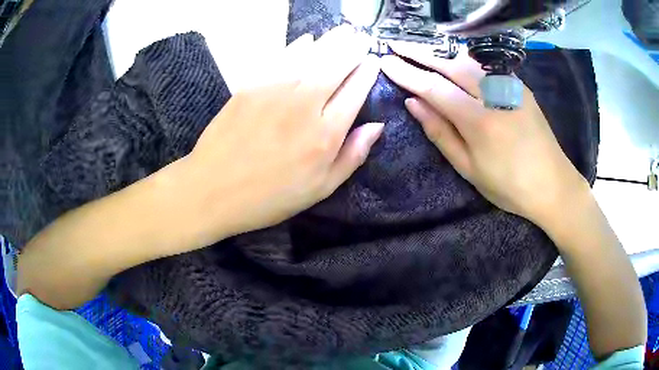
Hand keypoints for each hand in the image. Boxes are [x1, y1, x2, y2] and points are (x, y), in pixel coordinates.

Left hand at [181, 26, 381, 244]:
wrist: (213, 190)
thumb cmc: (269, 197)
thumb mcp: (320, 189)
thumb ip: (352, 156)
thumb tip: (377, 126)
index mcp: (325, 134)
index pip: (355, 92)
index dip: (367, 73)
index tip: (374, 61)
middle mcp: (305, 105)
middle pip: (336, 66)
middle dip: (353, 49)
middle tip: (361, 38)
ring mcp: (275, 91)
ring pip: (311, 56)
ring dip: (331, 41)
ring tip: (344, 31)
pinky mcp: (251, 86)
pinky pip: (280, 58)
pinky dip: (297, 46)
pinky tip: (307, 40)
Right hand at [380, 43, 588, 225]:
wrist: (553, 184)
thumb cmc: (509, 186)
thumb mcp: (469, 168)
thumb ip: (440, 133)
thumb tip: (413, 103)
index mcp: (479, 121)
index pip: (433, 87)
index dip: (407, 73)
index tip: (385, 61)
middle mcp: (494, 94)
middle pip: (450, 64)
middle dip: (420, 53)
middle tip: (396, 45)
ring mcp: (510, 86)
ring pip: (468, 61)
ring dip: (441, 53)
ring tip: (420, 50)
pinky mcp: (519, 85)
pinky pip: (486, 67)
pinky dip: (464, 60)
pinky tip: (453, 61)